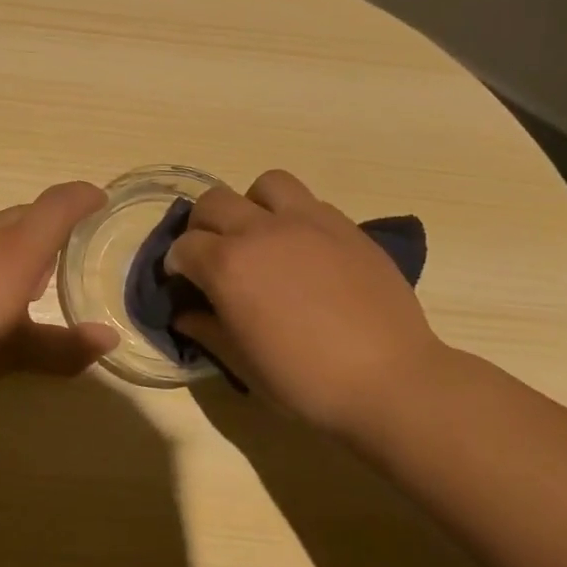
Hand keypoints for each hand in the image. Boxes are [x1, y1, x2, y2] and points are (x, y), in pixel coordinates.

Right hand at [166, 169, 447, 437]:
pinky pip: (309, 202)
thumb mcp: (243, 364)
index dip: (177, 266)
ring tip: (261, 237)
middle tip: (214, 255)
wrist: (389, 380)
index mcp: (227, 266)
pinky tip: (304, 251)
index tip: (184, 284)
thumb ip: (207, 331)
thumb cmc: (305, 381)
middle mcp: (261, 231)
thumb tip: (184, 315)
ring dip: (252, 205)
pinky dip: (294, 217)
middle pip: (213, 202)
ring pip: (265, 185)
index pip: (183, 246)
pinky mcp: (345, 226)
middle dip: (203, 226)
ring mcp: (307, 222)